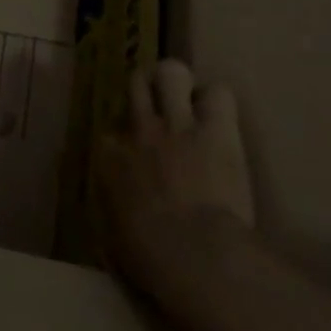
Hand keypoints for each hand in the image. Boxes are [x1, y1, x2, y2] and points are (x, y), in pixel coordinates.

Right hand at [96, 60, 254, 300]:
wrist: (194, 255)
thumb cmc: (149, 259)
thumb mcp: (113, 239)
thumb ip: (112, 214)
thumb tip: (112, 219)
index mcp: (109, 158)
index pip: (109, 132)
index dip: (125, 142)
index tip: (136, 159)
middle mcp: (138, 130)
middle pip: (136, 84)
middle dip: (148, 91)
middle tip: (162, 109)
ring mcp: (176, 124)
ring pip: (171, 71)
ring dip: (180, 83)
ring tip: (190, 101)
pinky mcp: (215, 128)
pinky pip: (219, 92)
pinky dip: (219, 103)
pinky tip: (222, 120)